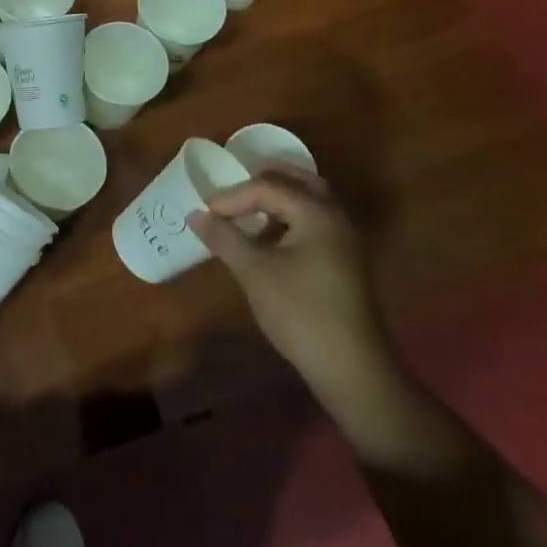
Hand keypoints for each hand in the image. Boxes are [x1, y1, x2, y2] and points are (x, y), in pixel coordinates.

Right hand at [187, 163, 392, 399]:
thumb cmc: (300, 312)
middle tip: (235, 184)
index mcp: (316, 213)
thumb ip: (225, 238)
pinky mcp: (344, 263)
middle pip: (301, 182)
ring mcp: (345, 241)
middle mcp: (335, 218)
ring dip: (281, 198)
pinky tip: (271, 237)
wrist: (351, 367)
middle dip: (266, 179)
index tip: (206, 212)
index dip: (233, 197)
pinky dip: (291, 217)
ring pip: (312, 202)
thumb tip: (195, 215)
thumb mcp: (255, 272)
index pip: (268, 187)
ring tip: (250, 206)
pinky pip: (316, 223)